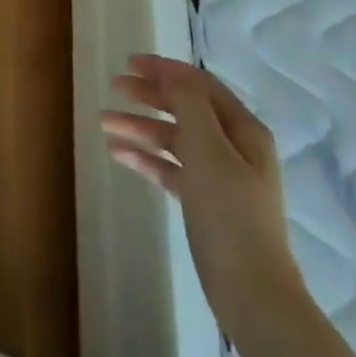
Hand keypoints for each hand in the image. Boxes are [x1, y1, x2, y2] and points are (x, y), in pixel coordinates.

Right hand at [100, 54, 304, 325]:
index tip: (129, 63)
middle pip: (185, 108)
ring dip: (141, 126)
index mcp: (243, 129)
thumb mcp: (207, 149)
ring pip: (174, 138)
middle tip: (114, 87)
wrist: (251, 293)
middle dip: (149, 95)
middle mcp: (234, 147)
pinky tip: (118, 154)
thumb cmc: (230, 213)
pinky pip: (171, 168)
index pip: (200, 85)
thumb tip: (171, 73)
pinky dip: (146, 158)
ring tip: (104, 122)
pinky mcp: (205, 202)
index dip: (165, 70)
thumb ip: (188, 104)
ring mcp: (220, 176)